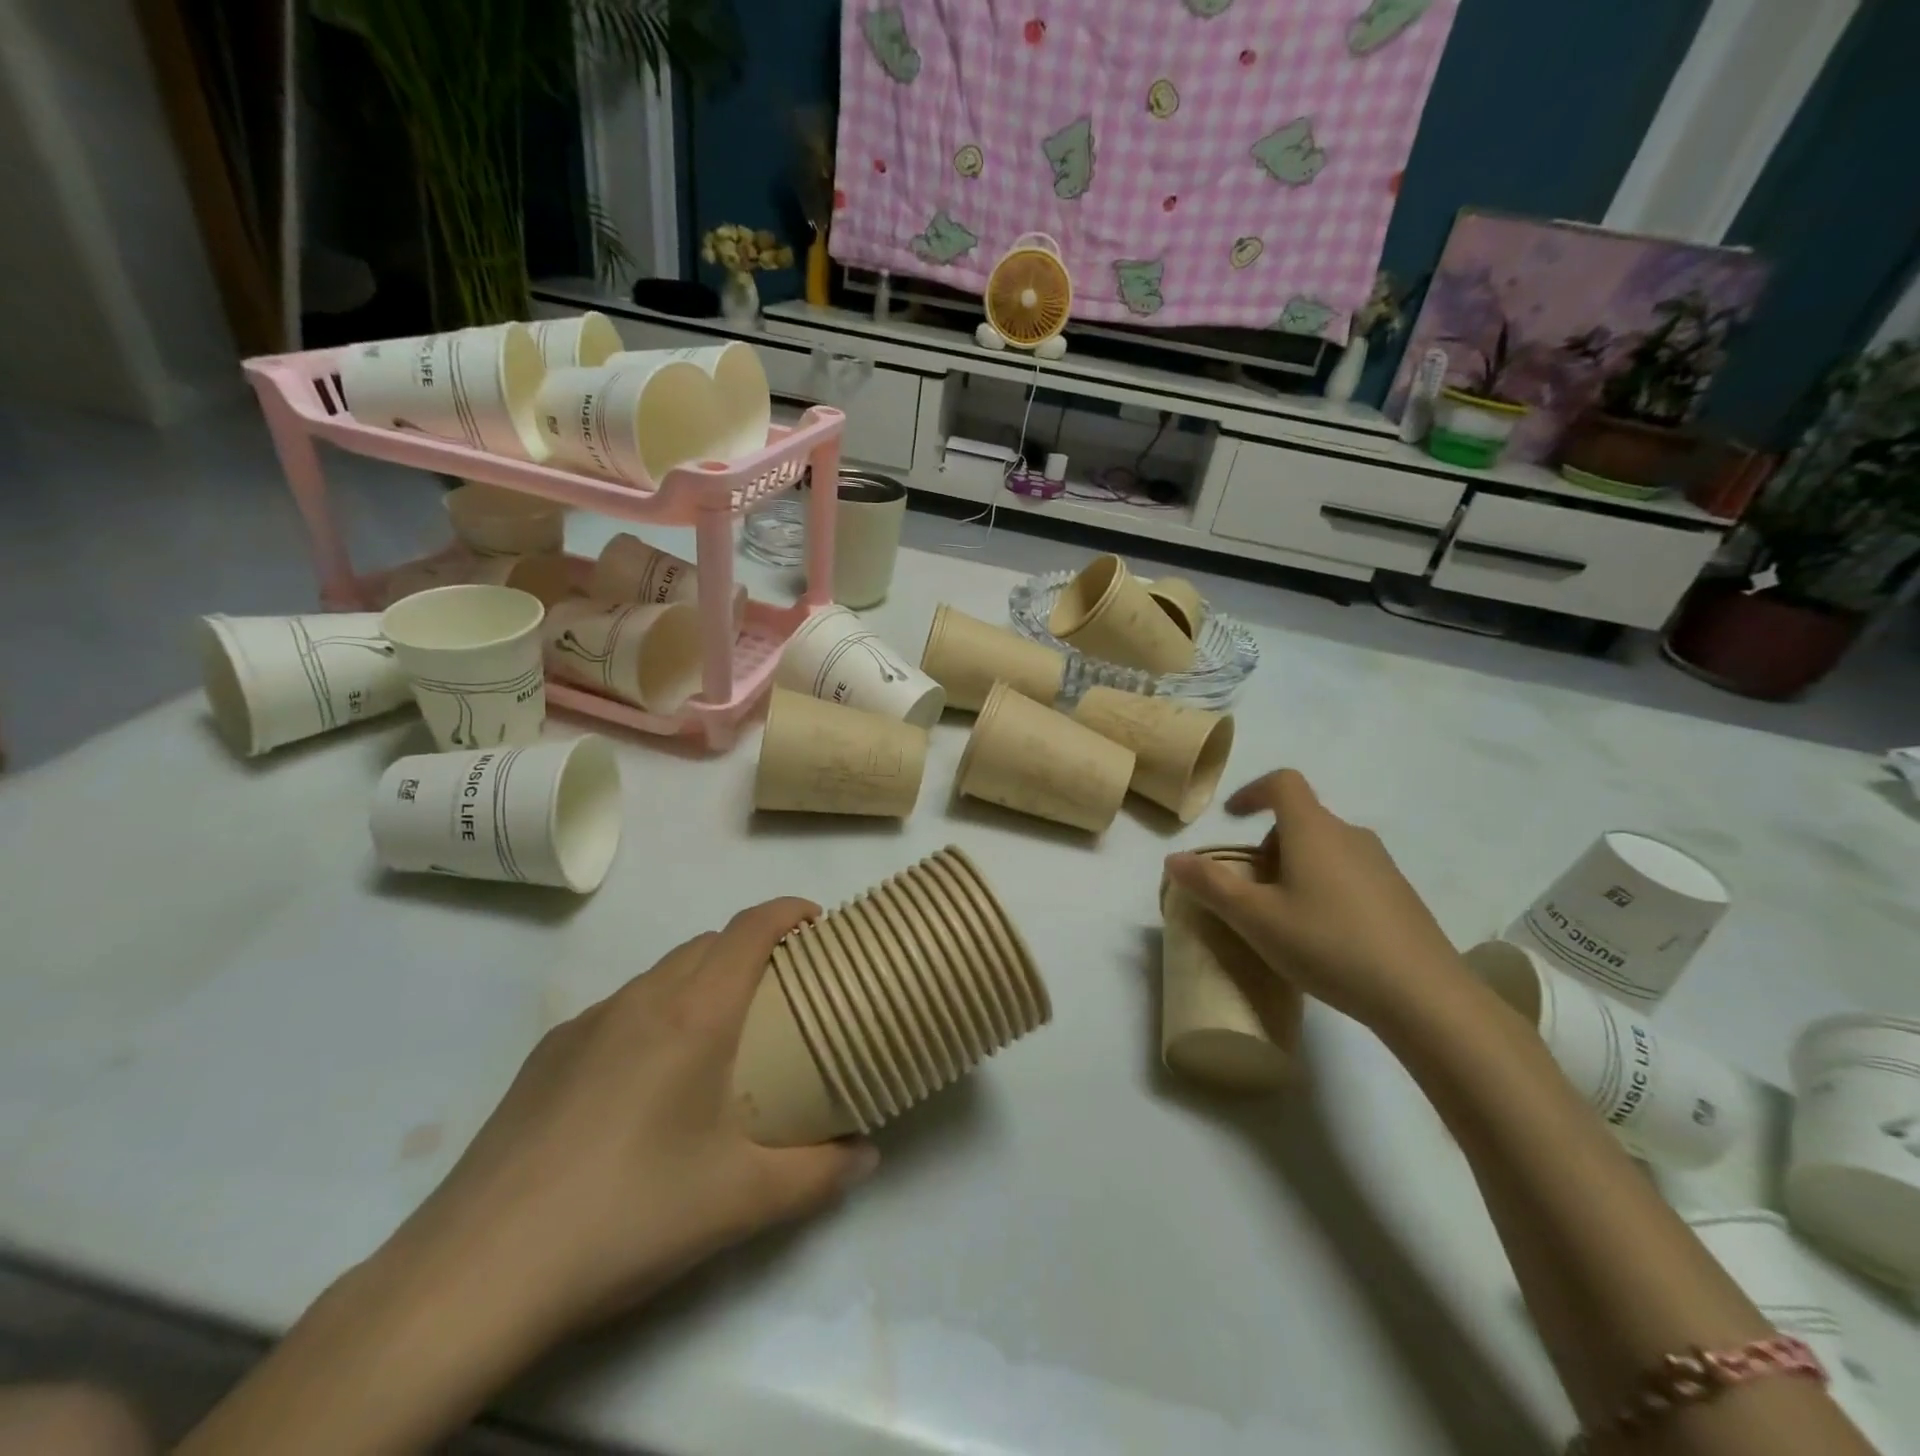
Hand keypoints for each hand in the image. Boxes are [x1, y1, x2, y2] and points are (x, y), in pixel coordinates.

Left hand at [382, 897, 878, 1357]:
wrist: (477, 1272)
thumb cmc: (629, 1214)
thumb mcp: (741, 1201)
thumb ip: (819, 1174)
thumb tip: (867, 1153)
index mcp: (694, 1014)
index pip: (750, 928)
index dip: (789, 911)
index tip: (818, 926)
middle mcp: (641, 999)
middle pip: (708, 943)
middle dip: (752, 949)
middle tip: (781, 996)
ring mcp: (586, 1023)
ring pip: (661, 974)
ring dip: (701, 982)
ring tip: (718, 1041)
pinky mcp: (547, 1055)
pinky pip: (620, 1010)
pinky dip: (655, 1015)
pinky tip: (646, 1085)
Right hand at [1164, 769, 1472, 1031]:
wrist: (1424, 995)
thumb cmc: (1328, 944)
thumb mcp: (1256, 918)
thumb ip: (1211, 885)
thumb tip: (1173, 859)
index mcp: (1314, 830)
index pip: (1283, 783)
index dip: (1252, 792)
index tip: (1232, 818)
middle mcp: (1350, 836)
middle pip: (1301, 819)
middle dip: (1268, 844)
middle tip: (1253, 888)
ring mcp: (1382, 865)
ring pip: (1326, 848)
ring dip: (1296, 867)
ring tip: (1285, 916)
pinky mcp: (1400, 895)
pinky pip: (1350, 873)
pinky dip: (1325, 887)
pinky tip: (1324, 935)